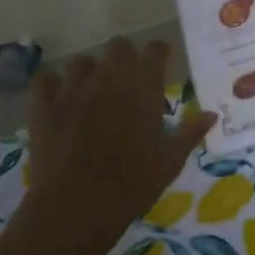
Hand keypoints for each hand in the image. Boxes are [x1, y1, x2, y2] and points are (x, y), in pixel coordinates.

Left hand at [26, 40, 215, 242]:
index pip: (155, 50)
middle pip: (118, 47)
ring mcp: (72, 88)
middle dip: (125, 59)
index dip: (159, 54)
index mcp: (142, 88)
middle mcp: (107, 78)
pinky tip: (60, 101)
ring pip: (82, 62)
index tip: (162, 64)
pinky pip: (46, 79)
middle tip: (129, 83)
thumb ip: (189, 133)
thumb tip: (211, 114)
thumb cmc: (132, 185)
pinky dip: (54, 86)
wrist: (77, 207)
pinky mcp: (43, 105)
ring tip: (94, 94)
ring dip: (91, 73)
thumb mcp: (170, 162)